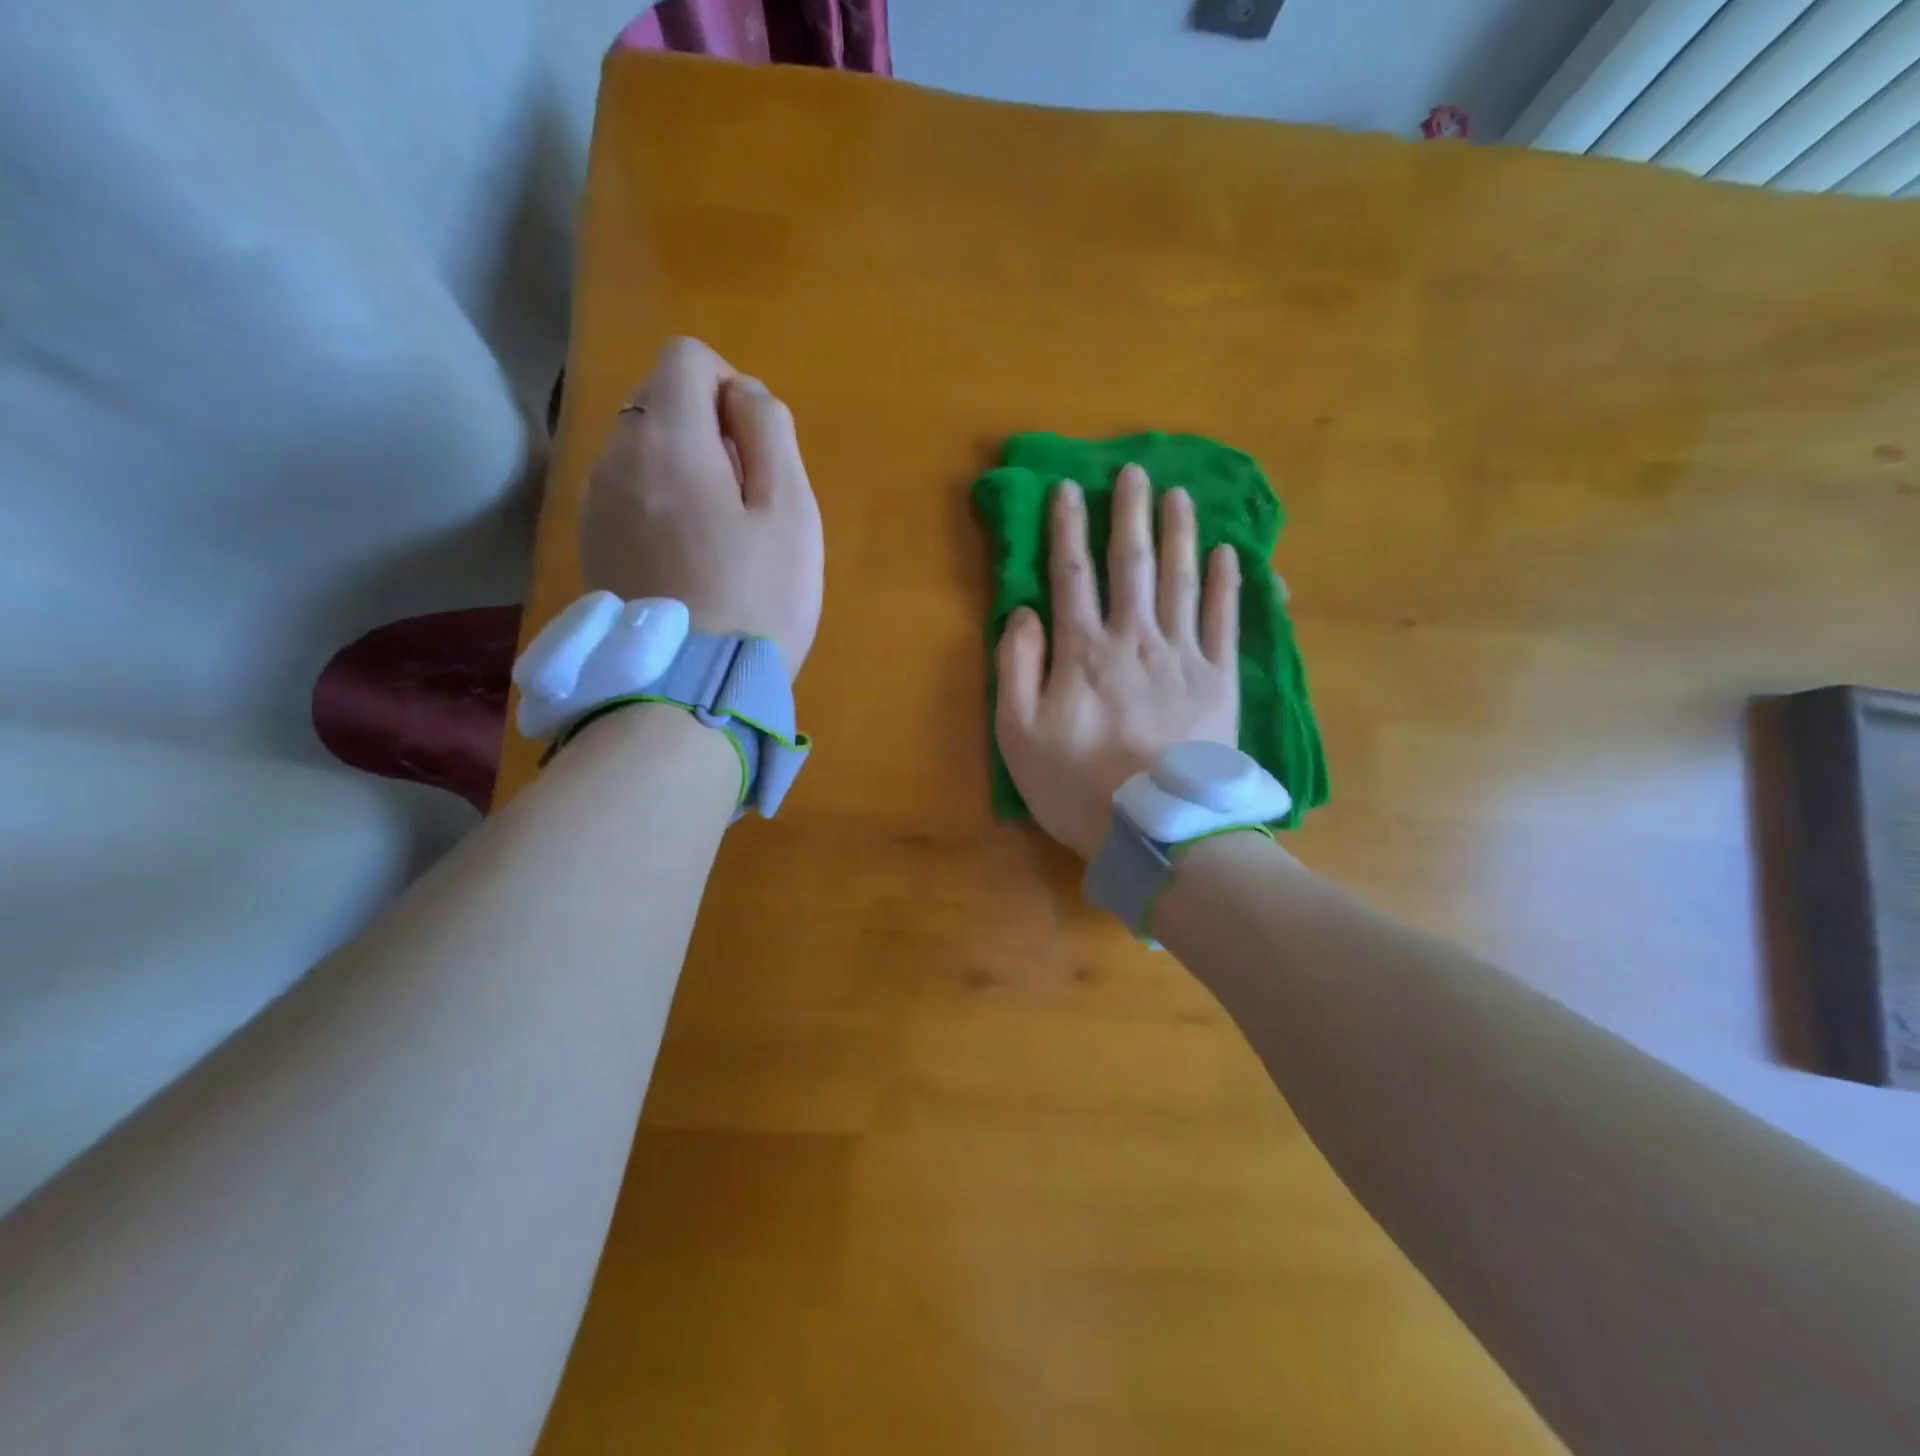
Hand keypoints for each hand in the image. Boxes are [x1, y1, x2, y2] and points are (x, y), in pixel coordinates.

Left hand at [579, 337, 823, 677]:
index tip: (756, 445)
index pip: (686, 356)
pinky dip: (660, 503)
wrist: (688, 691)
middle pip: (660, 402)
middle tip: (747, 500)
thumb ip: (771, 433)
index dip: (731, 385)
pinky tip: (688, 560)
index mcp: (667, 439)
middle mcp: (615, 457)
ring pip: (643, 450)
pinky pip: (629, 494)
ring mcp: (594, 504)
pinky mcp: (592, 544)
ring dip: (685, 469)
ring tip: (720, 537)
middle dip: (709, 429)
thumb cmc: (756, 599)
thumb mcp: (790, 511)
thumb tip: (745, 395)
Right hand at [994, 464, 1240, 860]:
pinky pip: (1224, 621)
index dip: (1066, 529)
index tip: (1067, 489)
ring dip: (1179, 534)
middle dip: (1128, 514)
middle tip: (1133, 471)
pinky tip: (1230, 555)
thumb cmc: (1077, 787)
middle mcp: (1135, 639)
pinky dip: (1227, 585)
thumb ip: (1015, 668)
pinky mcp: (1219, 681)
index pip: (1071, 576)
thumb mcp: (1018, 736)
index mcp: (1083, 652)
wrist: (1157, 830)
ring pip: (1180, 580)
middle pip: (1130, 565)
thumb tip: (1024, 612)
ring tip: (1179, 496)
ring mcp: (1183, 657)